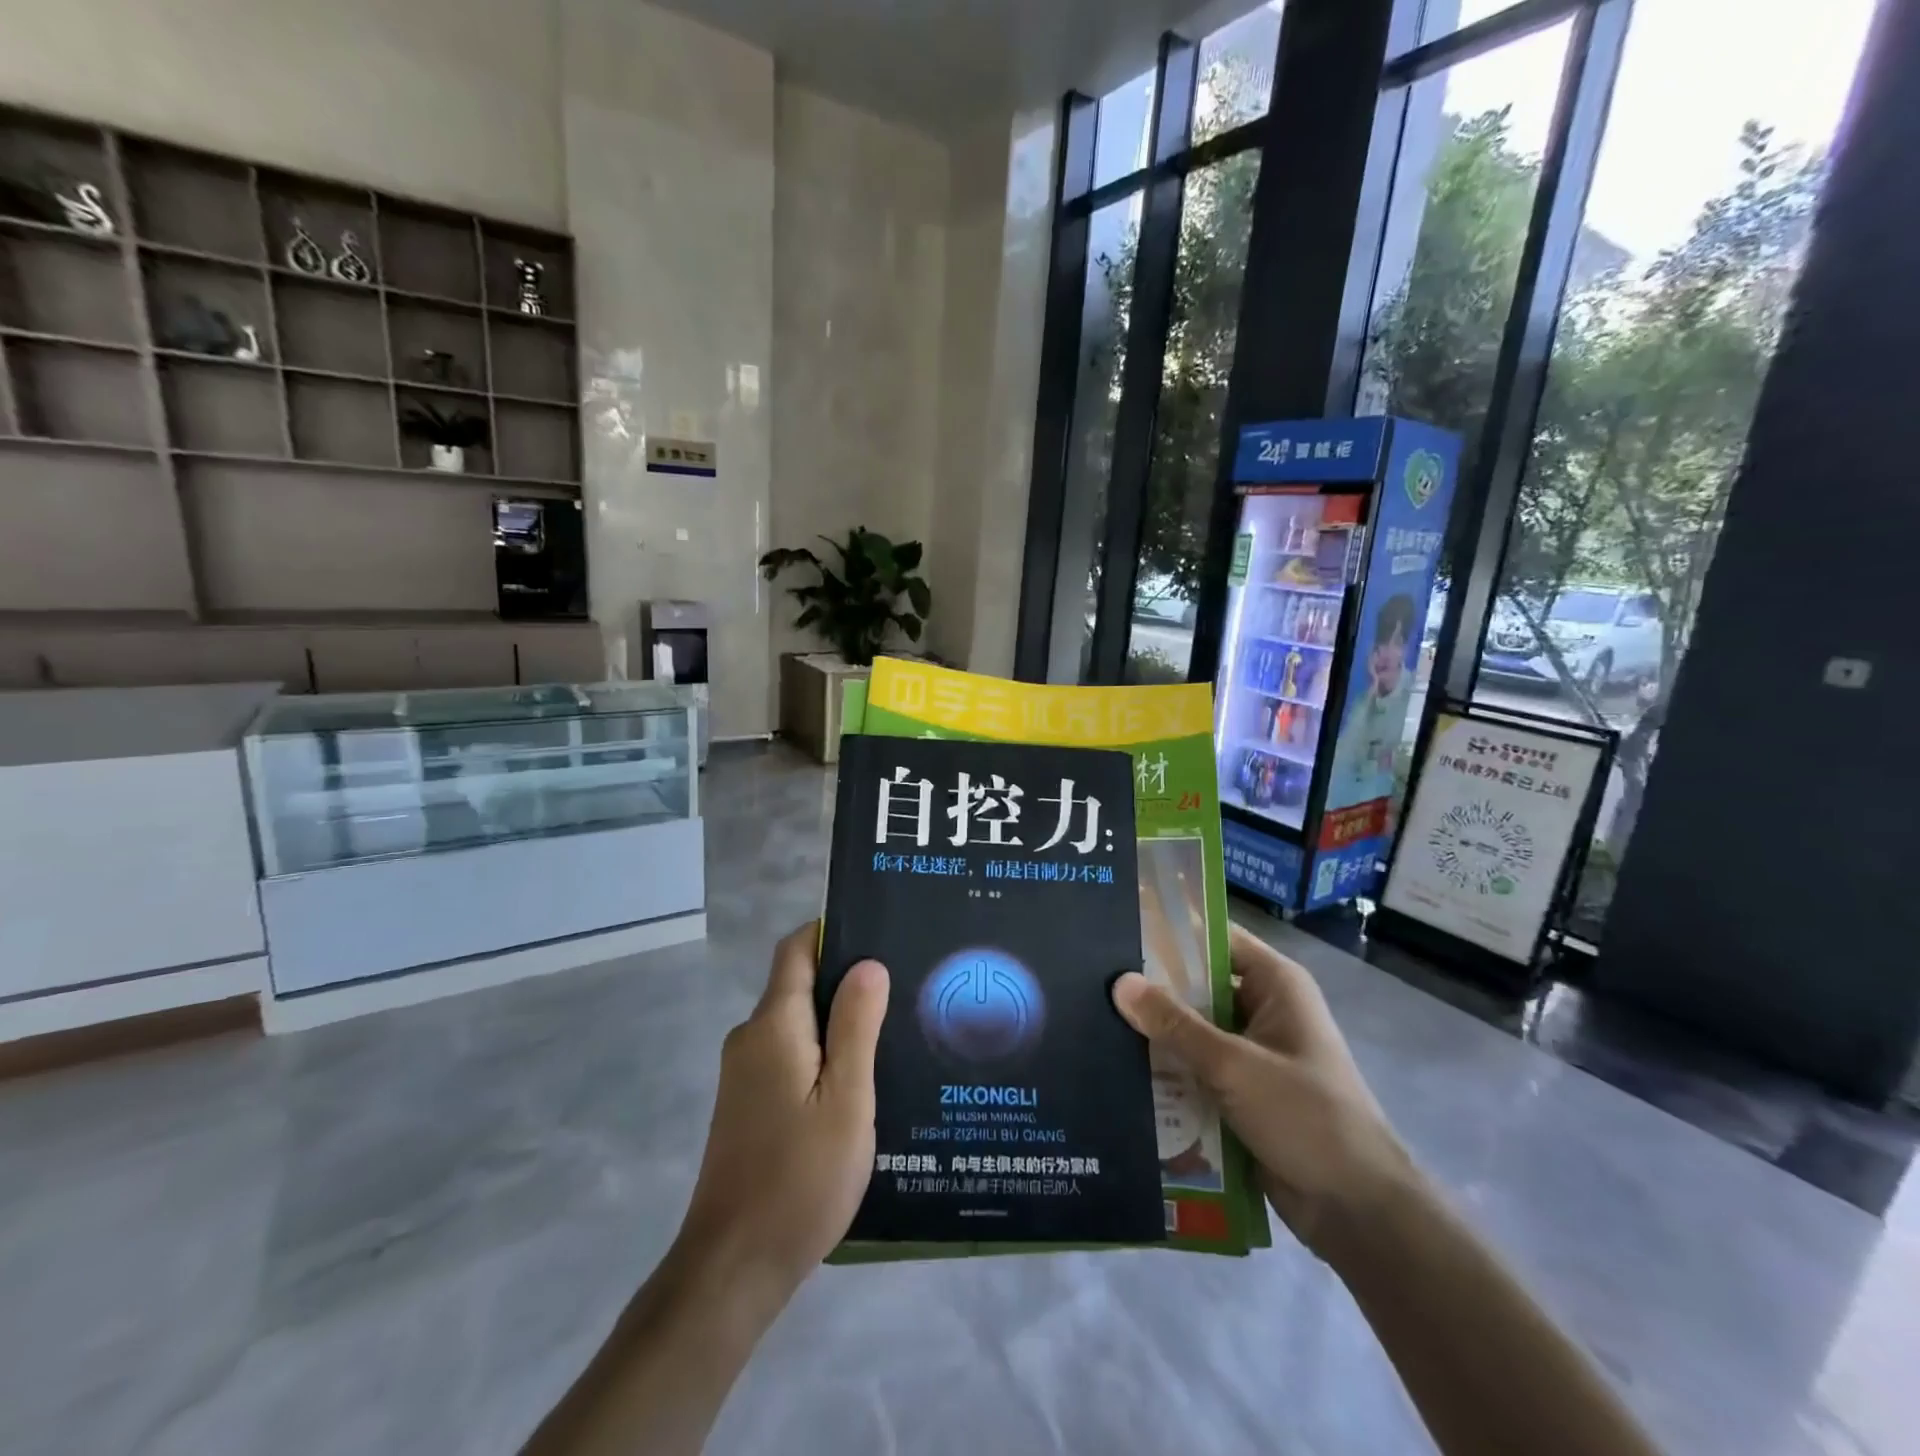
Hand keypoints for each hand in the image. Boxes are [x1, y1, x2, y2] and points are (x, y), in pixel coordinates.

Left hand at [676, 923, 889, 1298]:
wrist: (733, 1268)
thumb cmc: (800, 1178)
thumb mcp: (846, 1099)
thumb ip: (856, 1026)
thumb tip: (867, 964)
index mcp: (774, 1025)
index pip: (797, 950)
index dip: (833, 932)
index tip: (880, 935)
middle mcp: (752, 1038)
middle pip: (799, 984)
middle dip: (847, 981)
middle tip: (905, 989)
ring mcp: (744, 1073)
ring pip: (798, 1025)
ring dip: (839, 1023)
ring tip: (894, 1034)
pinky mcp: (747, 1104)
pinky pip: (790, 1056)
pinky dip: (823, 1055)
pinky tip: (861, 1082)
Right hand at [1112, 924, 1412, 1257]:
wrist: (1358, 1211)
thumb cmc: (1306, 1117)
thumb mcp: (1234, 1066)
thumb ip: (1175, 1025)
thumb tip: (1119, 983)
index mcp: (1275, 984)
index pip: (1215, 938)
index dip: (1170, 931)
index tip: (1119, 929)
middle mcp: (1263, 1009)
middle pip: (1198, 985)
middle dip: (1152, 988)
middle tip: (1092, 980)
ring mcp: (1252, 1053)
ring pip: (1192, 1030)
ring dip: (1156, 1033)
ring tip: (1094, 1020)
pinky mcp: (1241, 1092)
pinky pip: (1195, 1068)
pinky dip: (1167, 1069)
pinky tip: (1120, 1068)